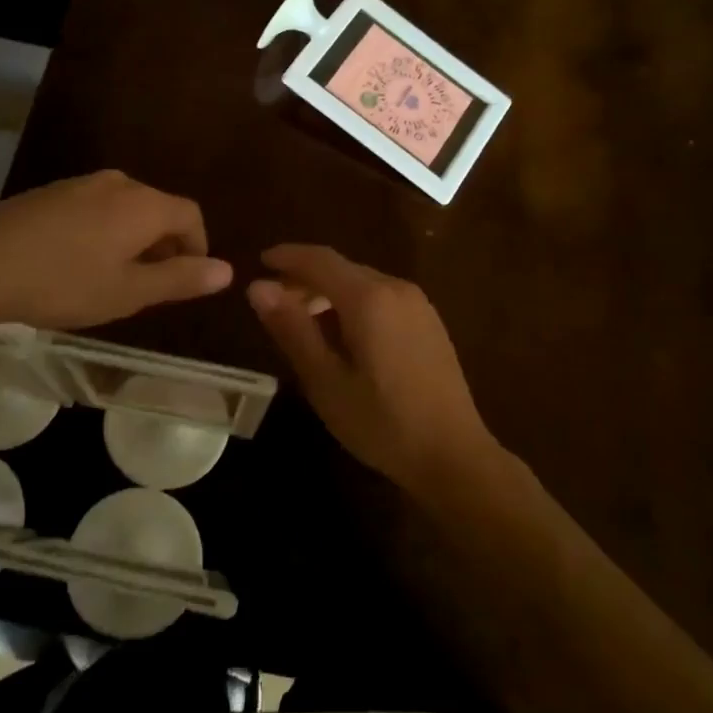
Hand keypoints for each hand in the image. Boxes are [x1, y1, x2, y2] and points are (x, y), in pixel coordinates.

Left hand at [0, 171, 232, 339]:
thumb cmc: (63, 282)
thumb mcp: (129, 291)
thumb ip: (180, 279)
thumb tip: (228, 270)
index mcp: (144, 204)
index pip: (191, 215)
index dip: (198, 248)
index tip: (185, 280)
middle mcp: (118, 183)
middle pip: (158, 209)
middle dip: (165, 245)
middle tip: (150, 286)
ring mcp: (81, 184)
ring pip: (125, 209)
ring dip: (133, 240)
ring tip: (114, 278)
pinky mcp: (51, 192)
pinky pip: (95, 208)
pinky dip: (104, 232)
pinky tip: (78, 263)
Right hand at [246, 245, 500, 492]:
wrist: (454, 455)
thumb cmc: (383, 422)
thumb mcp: (326, 381)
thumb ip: (292, 329)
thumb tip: (258, 287)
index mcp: (369, 298)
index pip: (319, 259)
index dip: (287, 257)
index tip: (259, 262)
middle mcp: (396, 288)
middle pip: (341, 268)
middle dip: (304, 278)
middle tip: (273, 302)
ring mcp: (417, 303)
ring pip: (362, 282)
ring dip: (328, 292)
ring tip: (302, 320)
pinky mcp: (428, 321)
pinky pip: (381, 297)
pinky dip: (353, 303)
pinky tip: (342, 334)